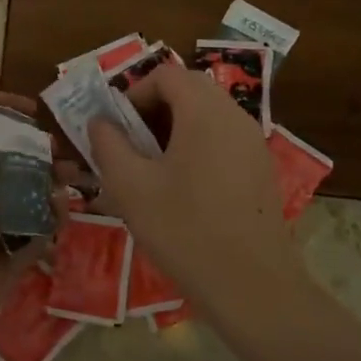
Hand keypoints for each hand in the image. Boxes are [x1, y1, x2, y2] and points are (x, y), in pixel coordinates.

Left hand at [0, 60, 62, 322]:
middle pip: (13, 152)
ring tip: (78, 182)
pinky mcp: (8, 244)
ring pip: (30, 187)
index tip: (37, 109)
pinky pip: (37, 222)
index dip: (8, 107)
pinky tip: (62, 215)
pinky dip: (51, 217)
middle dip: (43, 149)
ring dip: (54, 182)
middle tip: (68, 152)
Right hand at [87, 63, 297, 308]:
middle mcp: (234, 117)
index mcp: (204, 112)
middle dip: (154, 108)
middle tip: (131, 143)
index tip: (116, 127)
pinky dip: (197, 145)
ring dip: (175, 127)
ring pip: (208, 114)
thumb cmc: (185, 230)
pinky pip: (223, 139)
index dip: (135, 92)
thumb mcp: (130, 187)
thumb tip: (100, 122)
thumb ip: (108, 145)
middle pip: (190, 89)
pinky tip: (182, 188)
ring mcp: (253, 143)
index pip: (166, 74)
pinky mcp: (261, 169)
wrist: (253, 286)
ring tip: (152, 167)